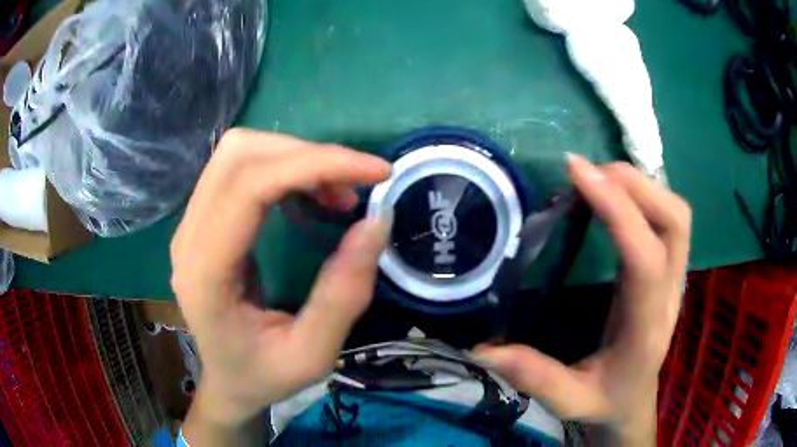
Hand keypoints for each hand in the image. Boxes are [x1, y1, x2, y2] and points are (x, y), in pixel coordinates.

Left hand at [170, 129, 391, 436]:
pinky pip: (241, 169)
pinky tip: (312, 197)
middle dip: (307, 155)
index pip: (249, 186)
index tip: (376, 172)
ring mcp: (191, 224)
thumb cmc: (263, 376)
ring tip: (337, 194)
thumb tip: (376, 222)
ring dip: (296, 158)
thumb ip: (343, 294)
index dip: (315, 164)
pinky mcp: (203, 219)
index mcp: (206, 272)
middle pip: (240, 155)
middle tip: (355, 186)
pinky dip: (285, 169)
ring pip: (239, 153)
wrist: (227, 381)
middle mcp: (189, 236)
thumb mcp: (312, 355)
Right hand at [475, 154, 690, 444]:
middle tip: (589, 172)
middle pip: (675, 221)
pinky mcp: (666, 268)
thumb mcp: (569, 401)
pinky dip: (642, 196)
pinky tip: (614, 195)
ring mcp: (673, 278)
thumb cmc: (605, 400)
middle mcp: (669, 294)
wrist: (633, 401)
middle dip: (635, 185)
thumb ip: (533, 377)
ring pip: (675, 214)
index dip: (618, 210)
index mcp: (646, 326)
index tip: (577, 173)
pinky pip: (665, 219)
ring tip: (600, 178)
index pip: (646, 258)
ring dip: (641, 185)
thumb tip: (482, 348)